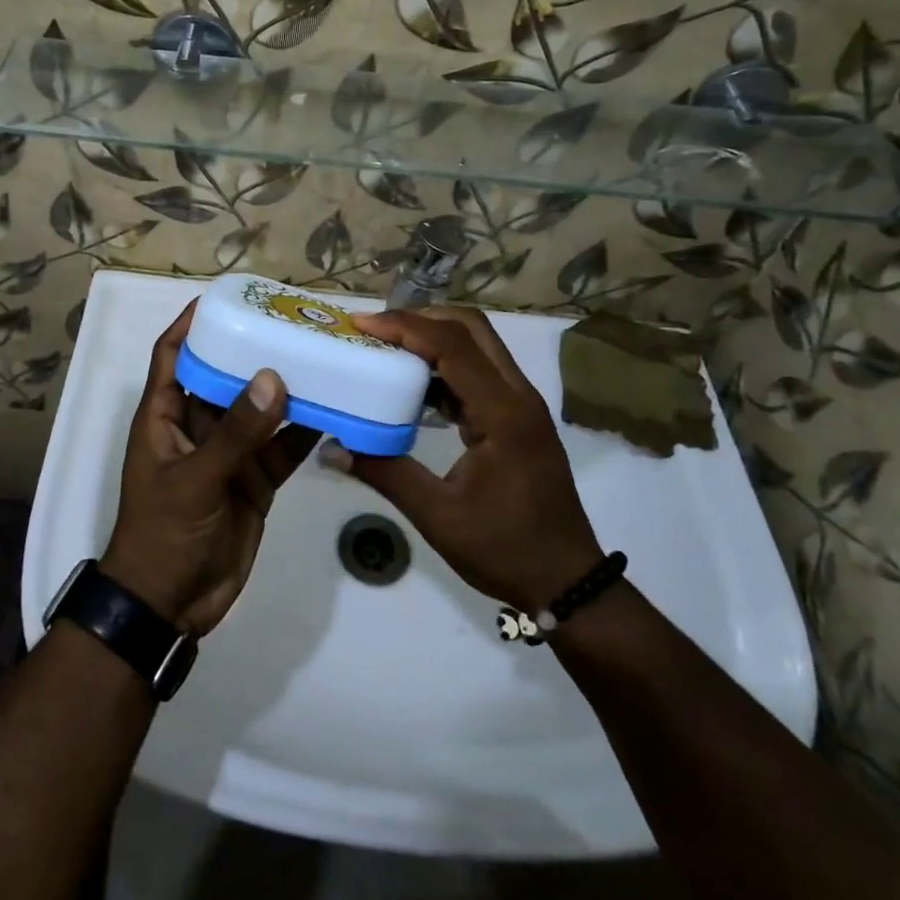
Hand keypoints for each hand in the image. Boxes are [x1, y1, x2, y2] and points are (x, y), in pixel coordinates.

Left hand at [101, 302, 320, 634]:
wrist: (170, 605)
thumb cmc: (164, 533)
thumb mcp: (195, 479)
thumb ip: (235, 433)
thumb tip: (272, 377)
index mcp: (165, 416)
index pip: (173, 354)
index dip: (191, 323)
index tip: (224, 298)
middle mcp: (197, 426)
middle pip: (224, 374)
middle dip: (252, 349)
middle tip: (290, 322)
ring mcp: (229, 454)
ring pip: (259, 409)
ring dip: (285, 387)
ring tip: (321, 356)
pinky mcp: (254, 481)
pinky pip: (282, 447)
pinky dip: (304, 430)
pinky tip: (334, 408)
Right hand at [323, 306, 603, 610]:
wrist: (568, 581)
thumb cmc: (505, 549)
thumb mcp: (437, 515)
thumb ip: (384, 473)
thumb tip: (331, 448)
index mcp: (503, 413)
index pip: (451, 346)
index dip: (404, 327)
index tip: (361, 324)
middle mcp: (517, 396)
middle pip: (471, 328)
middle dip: (420, 318)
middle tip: (374, 330)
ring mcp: (521, 404)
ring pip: (477, 345)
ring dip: (433, 338)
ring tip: (386, 348)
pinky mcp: (517, 417)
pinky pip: (479, 371)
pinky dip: (444, 365)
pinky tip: (412, 386)